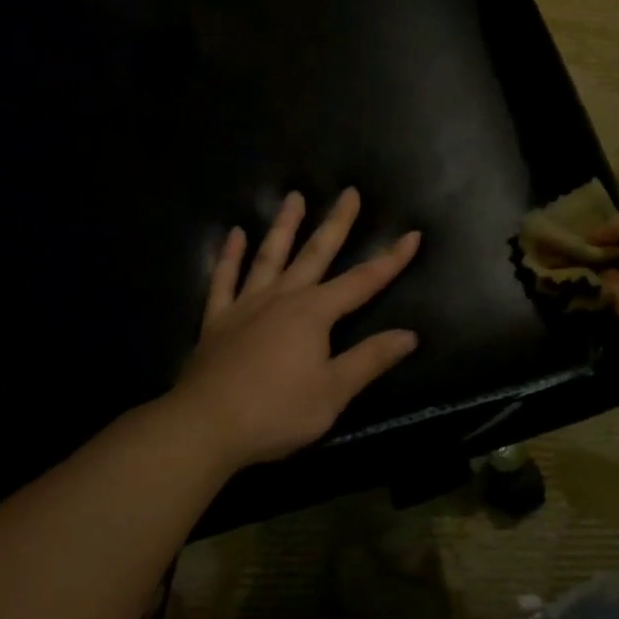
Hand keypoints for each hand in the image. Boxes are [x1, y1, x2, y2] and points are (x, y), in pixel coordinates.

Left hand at [171, 187, 420, 469]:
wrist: (206, 426)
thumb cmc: (276, 411)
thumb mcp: (333, 392)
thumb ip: (370, 360)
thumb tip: (409, 335)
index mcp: (314, 314)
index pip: (362, 281)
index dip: (390, 260)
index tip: (412, 235)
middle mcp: (281, 298)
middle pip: (315, 253)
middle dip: (336, 224)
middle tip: (349, 193)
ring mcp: (246, 305)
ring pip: (269, 256)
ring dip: (284, 226)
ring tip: (293, 196)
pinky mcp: (217, 320)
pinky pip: (224, 279)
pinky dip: (229, 256)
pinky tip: (234, 234)